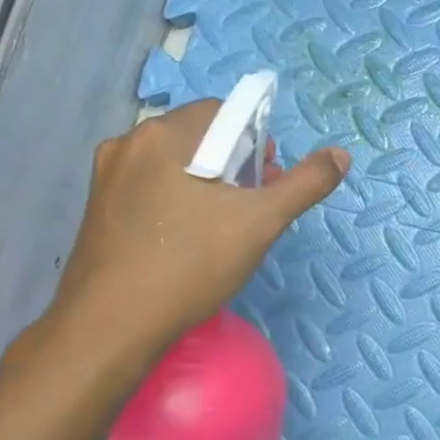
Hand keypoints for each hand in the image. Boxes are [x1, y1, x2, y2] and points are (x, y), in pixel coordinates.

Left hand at [43, 101, 349, 369]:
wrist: (110, 328)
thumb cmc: (190, 265)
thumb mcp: (261, 222)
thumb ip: (305, 183)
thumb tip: (340, 155)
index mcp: (164, 134)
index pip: (224, 111)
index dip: (256, 141)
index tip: (267, 179)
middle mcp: (129, 144)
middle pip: (199, 136)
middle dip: (235, 163)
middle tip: (254, 205)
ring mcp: (108, 177)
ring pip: (175, 164)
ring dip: (208, 182)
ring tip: (226, 225)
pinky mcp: (99, 208)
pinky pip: (151, 187)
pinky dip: (178, 199)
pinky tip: (190, 237)